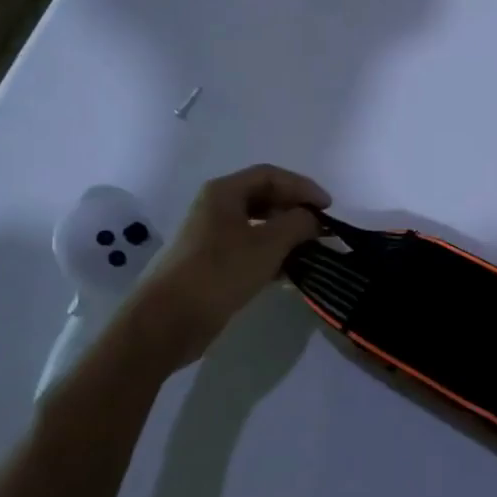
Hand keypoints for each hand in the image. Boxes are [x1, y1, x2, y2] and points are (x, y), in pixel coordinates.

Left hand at [112, 165, 329, 377]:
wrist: (168, 321)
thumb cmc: (220, 272)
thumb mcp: (268, 244)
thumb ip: (299, 223)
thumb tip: (313, 219)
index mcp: (224, 193)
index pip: (271, 175)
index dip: (303, 187)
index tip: (328, 208)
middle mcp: (217, 208)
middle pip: (265, 197)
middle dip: (296, 210)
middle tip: (321, 228)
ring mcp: (212, 236)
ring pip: (259, 225)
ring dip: (287, 234)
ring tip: (311, 249)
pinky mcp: (213, 263)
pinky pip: (250, 248)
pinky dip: (273, 254)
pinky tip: (290, 270)